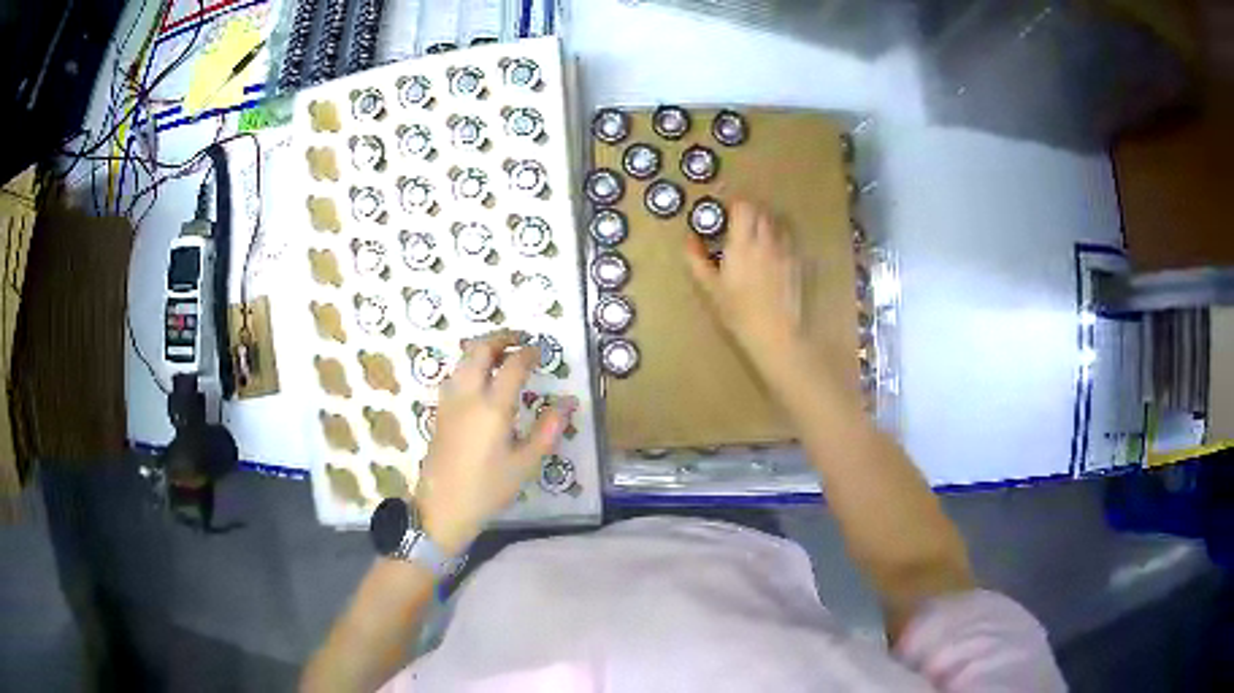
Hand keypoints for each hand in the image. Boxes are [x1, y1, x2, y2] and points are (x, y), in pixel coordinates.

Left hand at [415, 330, 575, 553]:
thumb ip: (548, 429)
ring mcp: (449, 401)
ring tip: (502, 356)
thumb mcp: (525, 463)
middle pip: (479, 349)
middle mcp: (468, 395)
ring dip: (483, 349)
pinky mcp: (439, 411)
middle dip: (501, 338)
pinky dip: (470, 365)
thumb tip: (568, 402)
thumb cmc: (488, 488)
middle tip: (520, 341)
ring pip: (463, 359)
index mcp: (493, 407)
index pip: (512, 365)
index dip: (529, 353)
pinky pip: (455, 375)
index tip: (541, 351)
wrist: (443, 507)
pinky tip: (481, 380)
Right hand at [684, 199, 808, 382]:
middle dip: (750, 211)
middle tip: (739, 220)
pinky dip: (779, 238)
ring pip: (777, 224)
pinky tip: (772, 252)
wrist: (774, 332)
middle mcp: (765, 241)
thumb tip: (689, 240)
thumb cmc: (738, 312)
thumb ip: (697, 260)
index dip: (735, 203)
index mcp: (742, 244)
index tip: (726, 207)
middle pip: (761, 212)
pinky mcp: (797, 264)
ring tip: (756, 233)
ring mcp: (784, 251)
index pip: (742, 208)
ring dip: (766, 222)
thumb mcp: (711, 288)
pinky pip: (788, 241)